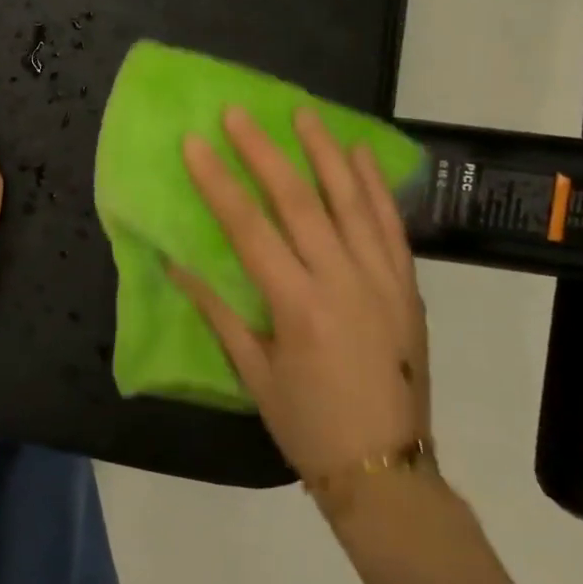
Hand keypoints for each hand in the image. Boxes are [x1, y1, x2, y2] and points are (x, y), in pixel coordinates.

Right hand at [172, 106, 429, 482]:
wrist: (388, 470)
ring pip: (351, 201)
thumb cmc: (308, 426)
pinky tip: (360, 153)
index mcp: (298, 307)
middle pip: (299, 201)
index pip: (249, 228)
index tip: (195, 144)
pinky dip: (374, 185)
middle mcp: (342, 282)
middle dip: (264, 151)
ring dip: (324, 152)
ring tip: (302, 113)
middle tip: (237, 113)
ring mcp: (382, 280)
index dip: (218, 182)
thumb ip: (218, 312)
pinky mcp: (407, 285)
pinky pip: (391, 225)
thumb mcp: (253, 375)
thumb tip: (175, 265)